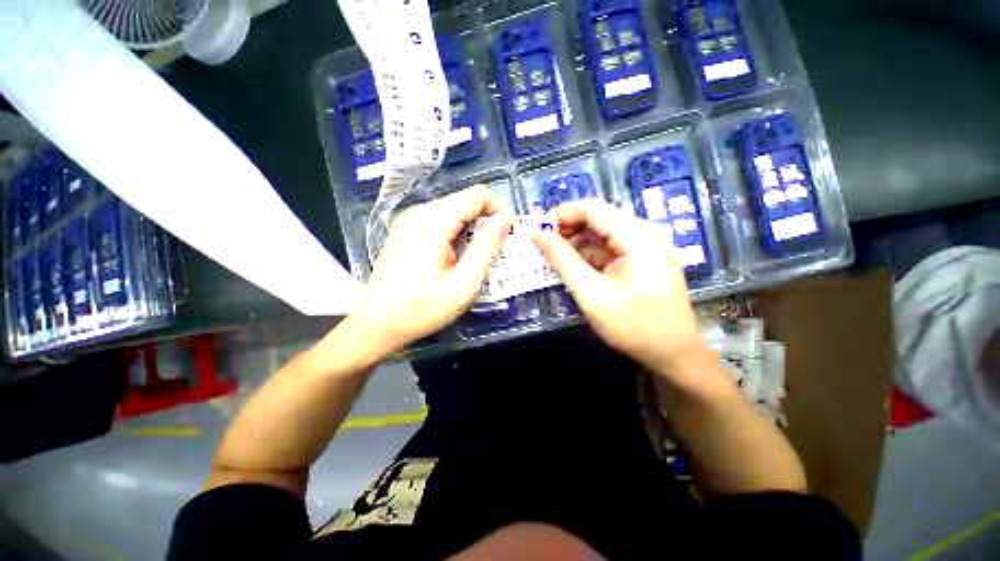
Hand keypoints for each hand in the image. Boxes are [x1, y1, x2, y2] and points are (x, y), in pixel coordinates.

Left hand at [352, 186, 513, 354]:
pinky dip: (455, 231)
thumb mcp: (464, 284)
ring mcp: (408, 220)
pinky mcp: (404, 230)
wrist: (378, 324)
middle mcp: (418, 213)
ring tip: (474, 257)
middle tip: (493, 250)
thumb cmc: (423, 308)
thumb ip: (487, 248)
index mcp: (432, 223)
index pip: (476, 195)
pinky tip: (454, 256)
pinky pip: (439, 219)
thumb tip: (505, 219)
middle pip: (464, 200)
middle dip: (485, 220)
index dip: (498, 209)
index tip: (507, 234)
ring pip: (452, 209)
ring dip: (470, 227)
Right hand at [533, 200, 704, 380]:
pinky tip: (572, 267)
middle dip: (567, 230)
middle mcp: (644, 233)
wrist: (673, 353)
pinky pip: (607, 248)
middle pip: (597, 218)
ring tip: (552, 258)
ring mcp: (644, 245)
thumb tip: (538, 235)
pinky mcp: (640, 258)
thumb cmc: (634, 326)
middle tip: (542, 247)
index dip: (562, 215)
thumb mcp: (592, 294)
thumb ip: (563, 261)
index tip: (537, 230)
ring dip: (575, 243)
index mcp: (638, 237)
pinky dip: (587, 255)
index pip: (593, 209)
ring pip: (600, 233)